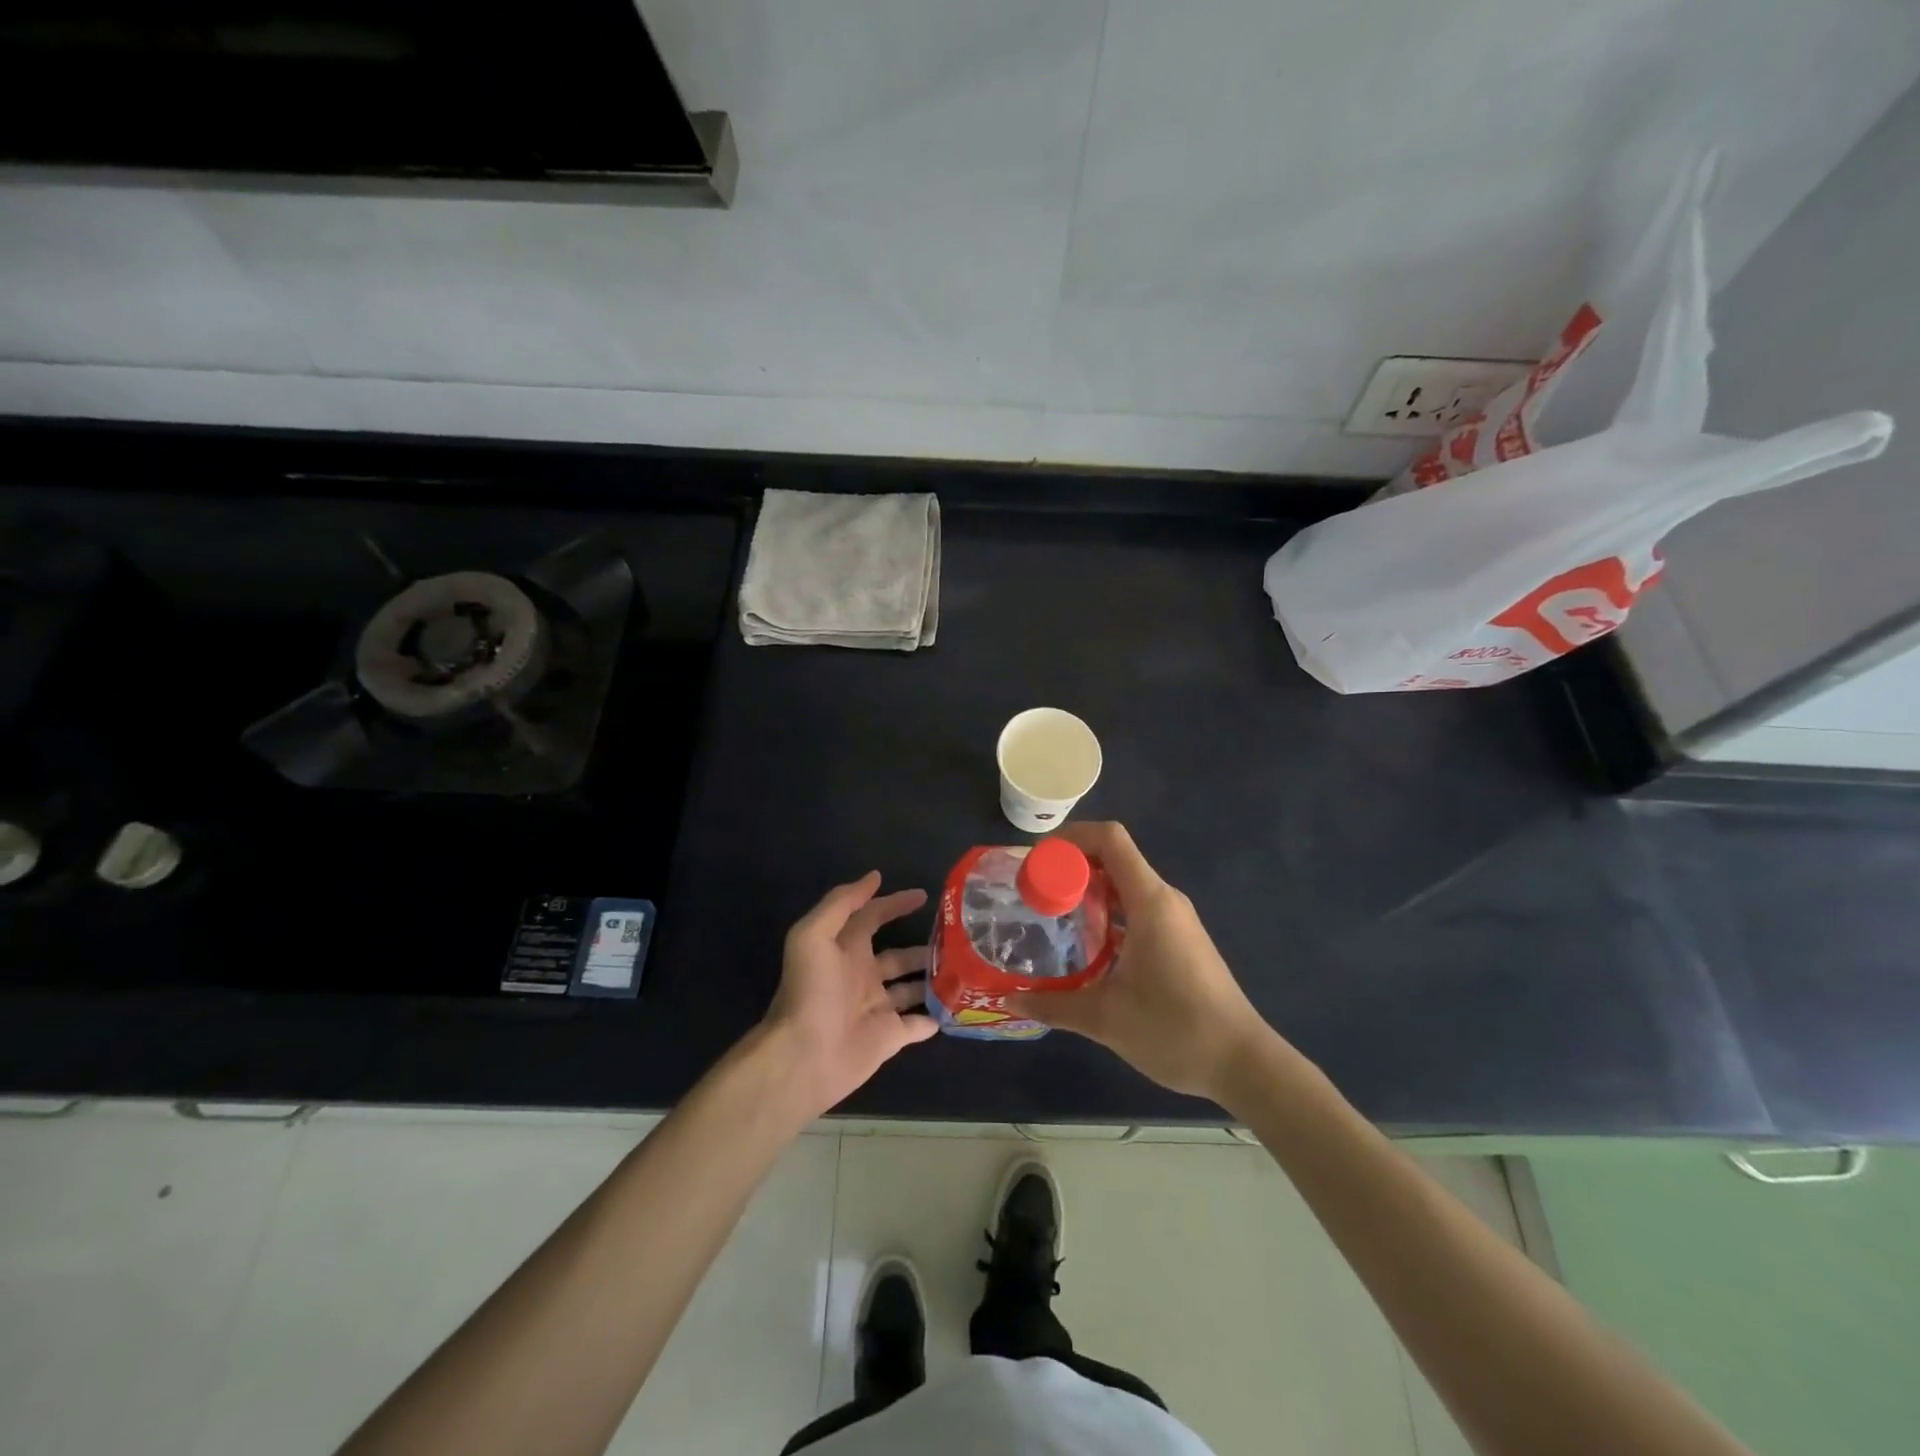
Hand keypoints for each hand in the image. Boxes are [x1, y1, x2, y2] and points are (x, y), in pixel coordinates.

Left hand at [763, 872, 938, 1116]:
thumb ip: (842, 903)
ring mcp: (877, 1008)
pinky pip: (916, 1025)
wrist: (804, 1056)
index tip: (925, 895)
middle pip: (898, 955)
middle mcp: (862, 975)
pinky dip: (933, 1018)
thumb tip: (874, 877)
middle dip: (923, 945)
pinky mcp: (889, 1038)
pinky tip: (955, 1007)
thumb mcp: (813, 935)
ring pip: (911, 987)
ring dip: (932, 978)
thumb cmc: (811, 991)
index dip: (895, 903)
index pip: (873, 917)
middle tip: (955, 937)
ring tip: (963, 968)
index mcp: (846, 949)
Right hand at [1007, 822, 1272, 1102]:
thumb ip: (1053, 1006)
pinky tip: (1084, 946)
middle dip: (1071, 866)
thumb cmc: (1175, 1030)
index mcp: (1150, 902)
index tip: (1037, 861)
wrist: (1242, 1063)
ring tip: (1050, 915)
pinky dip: (1106, 912)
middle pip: (1113, 857)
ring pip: (1125, 884)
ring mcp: (1175, 919)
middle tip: (1033, 891)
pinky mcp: (1178, 939)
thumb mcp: (1105, 1019)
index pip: (1110, 839)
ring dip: (1088, 891)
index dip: (1071, 837)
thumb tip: (1009, 1000)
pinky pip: (1136, 907)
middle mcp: (1164, 899)